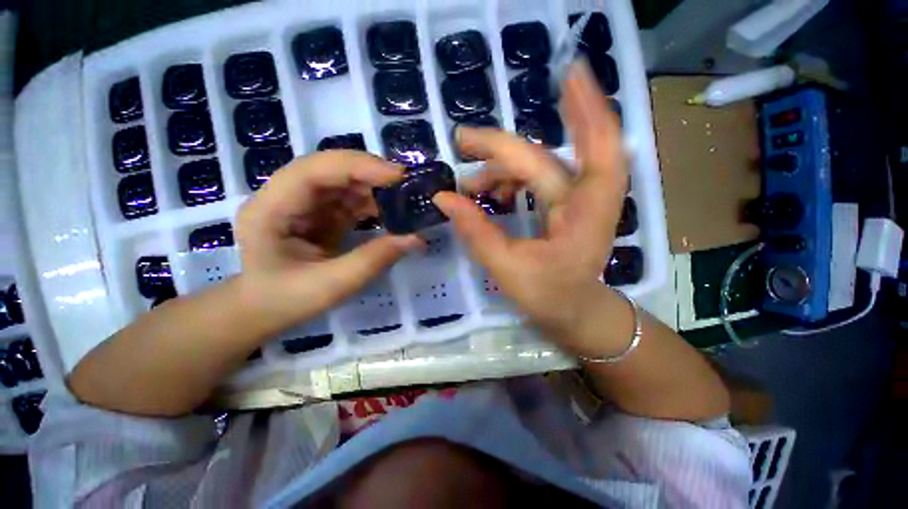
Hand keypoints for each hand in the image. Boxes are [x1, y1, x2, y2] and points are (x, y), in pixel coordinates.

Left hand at [235, 151, 421, 329]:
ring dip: (374, 189)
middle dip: (371, 174)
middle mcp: (284, 195)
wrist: (264, 309)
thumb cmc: (286, 300)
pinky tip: (389, 214)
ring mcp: (302, 202)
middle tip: (407, 186)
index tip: (398, 175)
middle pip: (330, 169)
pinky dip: (371, 203)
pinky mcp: (318, 212)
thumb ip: (374, 260)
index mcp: (272, 208)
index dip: (358, 166)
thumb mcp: (331, 286)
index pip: (315, 170)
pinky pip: (348, 198)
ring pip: (342, 181)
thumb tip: (416, 238)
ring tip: (403, 202)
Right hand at [433, 63, 626, 348]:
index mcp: (586, 212)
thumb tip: (444, 199)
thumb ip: (477, 232)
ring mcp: (575, 199)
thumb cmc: (549, 295)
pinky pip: (534, 179)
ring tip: (469, 186)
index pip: (594, 150)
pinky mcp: (563, 204)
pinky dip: (508, 181)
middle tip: (464, 141)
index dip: (586, 108)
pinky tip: (489, 194)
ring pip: (537, 166)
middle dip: (503, 147)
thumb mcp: (508, 269)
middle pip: (546, 156)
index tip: (568, 72)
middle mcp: (586, 197)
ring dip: (500, 169)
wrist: (574, 311)